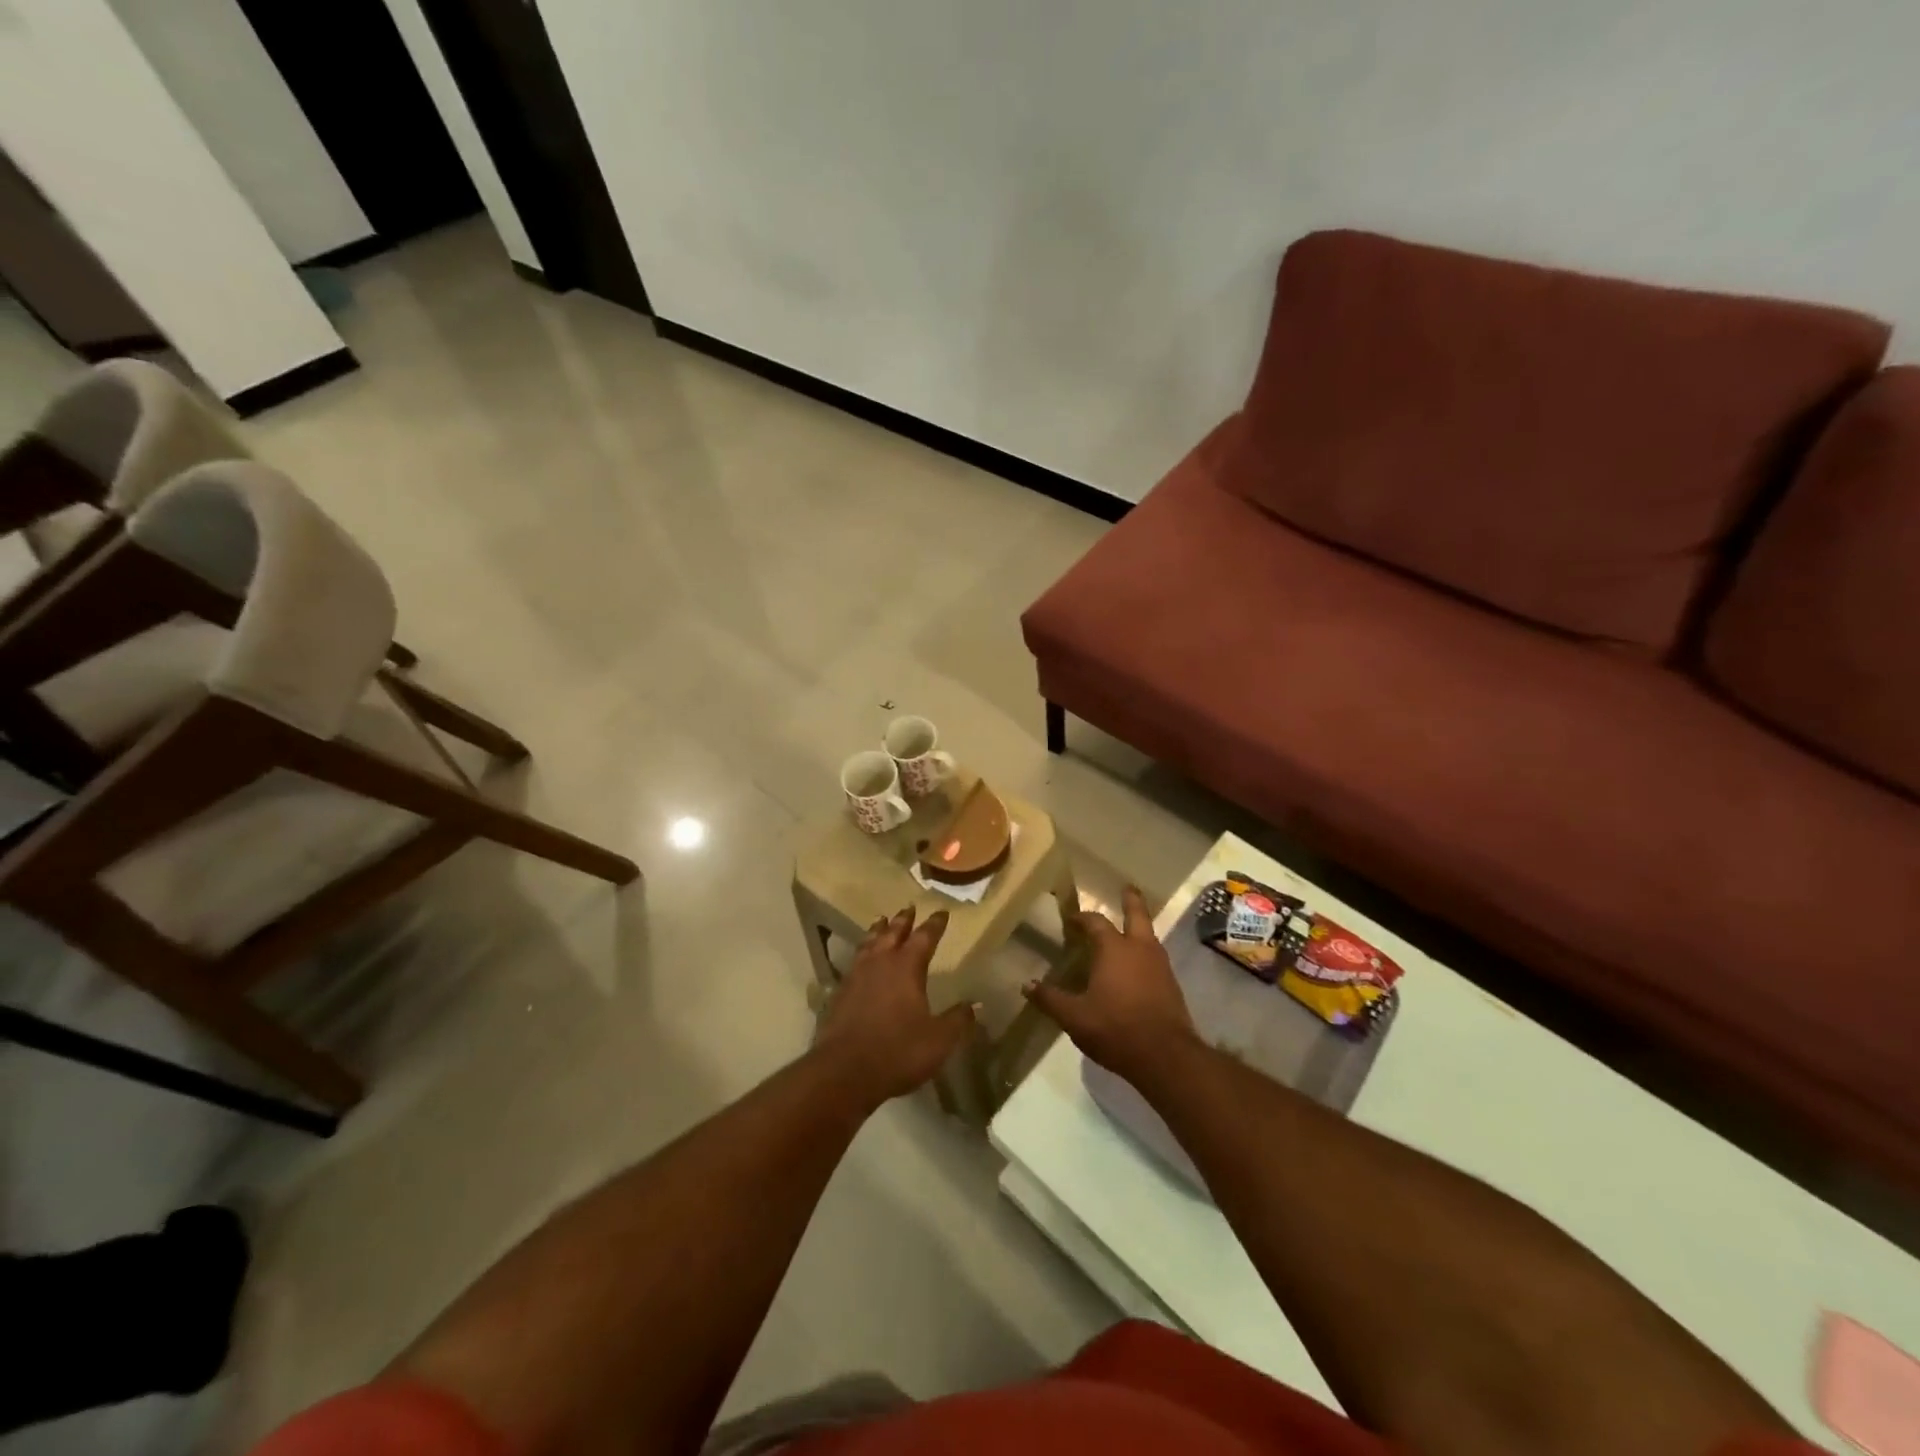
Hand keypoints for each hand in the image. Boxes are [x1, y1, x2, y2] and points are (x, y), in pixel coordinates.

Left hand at [814, 907, 975, 1106]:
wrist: (844, 1071)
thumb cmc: (898, 1051)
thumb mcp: (939, 1040)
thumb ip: (958, 1019)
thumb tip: (976, 1004)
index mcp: (907, 967)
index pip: (924, 937)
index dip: (934, 924)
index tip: (942, 912)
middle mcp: (881, 963)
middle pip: (893, 932)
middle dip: (903, 920)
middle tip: (909, 907)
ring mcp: (857, 976)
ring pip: (869, 943)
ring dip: (878, 930)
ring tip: (882, 921)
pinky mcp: (840, 993)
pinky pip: (854, 962)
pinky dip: (862, 953)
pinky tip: (861, 960)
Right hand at [1024, 886, 1196, 1086]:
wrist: (1166, 1056)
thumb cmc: (1116, 1028)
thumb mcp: (1075, 1017)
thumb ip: (1050, 999)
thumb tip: (1026, 985)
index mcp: (1114, 949)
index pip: (1096, 922)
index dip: (1083, 918)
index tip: (1073, 918)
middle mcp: (1140, 949)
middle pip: (1137, 915)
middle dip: (1131, 900)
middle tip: (1127, 887)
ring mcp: (1160, 966)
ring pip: (1149, 936)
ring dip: (1140, 927)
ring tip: (1129, 929)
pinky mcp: (1171, 985)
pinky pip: (1156, 958)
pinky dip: (1145, 953)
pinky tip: (1137, 967)